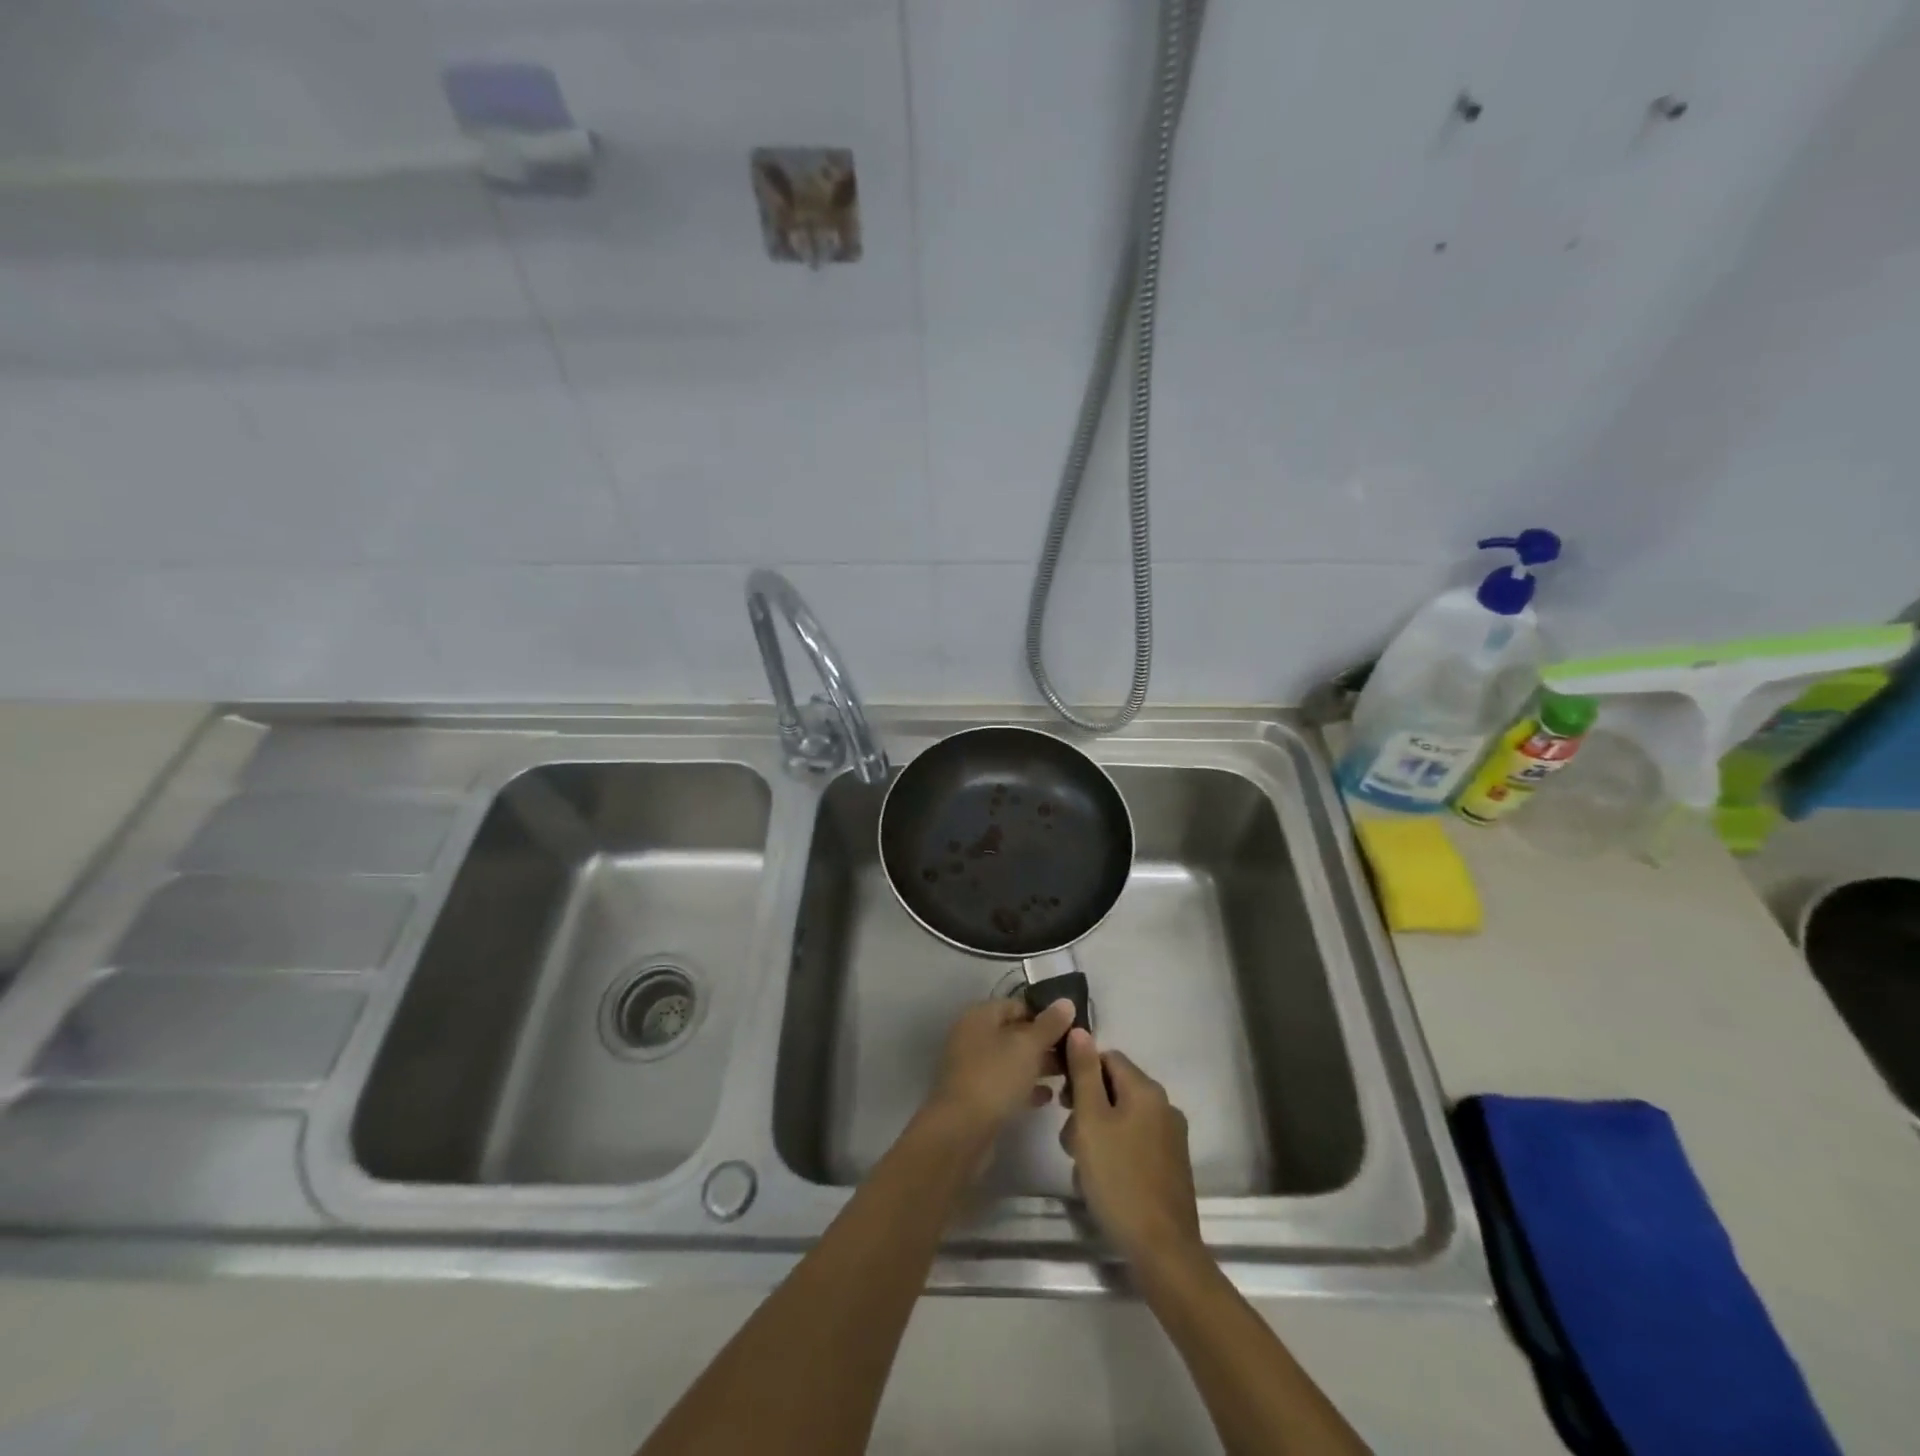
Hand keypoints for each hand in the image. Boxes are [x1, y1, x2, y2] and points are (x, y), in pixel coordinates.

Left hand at [927, 996, 1076, 1136]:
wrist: (961, 1131)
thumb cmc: (995, 1077)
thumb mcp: (1028, 1046)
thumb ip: (1049, 1024)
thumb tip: (1066, 1002)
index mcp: (980, 1016)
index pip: (1018, 1005)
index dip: (1045, 1015)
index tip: (1072, 1029)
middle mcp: (973, 1036)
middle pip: (1015, 1033)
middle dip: (1044, 1043)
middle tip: (1074, 1054)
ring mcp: (973, 1067)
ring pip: (1012, 1060)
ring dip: (1038, 1066)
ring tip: (1068, 1075)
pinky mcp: (976, 1096)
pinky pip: (1006, 1084)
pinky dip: (1026, 1087)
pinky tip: (1049, 1097)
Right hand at [1059, 1030, 1203, 1272]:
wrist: (1162, 1250)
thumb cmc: (1118, 1179)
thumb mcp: (1091, 1121)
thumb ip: (1084, 1073)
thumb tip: (1080, 1030)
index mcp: (1146, 1089)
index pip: (1107, 1057)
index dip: (1081, 1072)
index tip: (1062, 1101)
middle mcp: (1164, 1106)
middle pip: (1114, 1088)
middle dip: (1086, 1107)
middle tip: (1069, 1138)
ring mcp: (1171, 1137)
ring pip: (1122, 1117)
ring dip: (1097, 1132)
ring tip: (1081, 1165)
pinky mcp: (1171, 1165)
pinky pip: (1135, 1141)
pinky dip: (1115, 1151)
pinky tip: (1102, 1179)